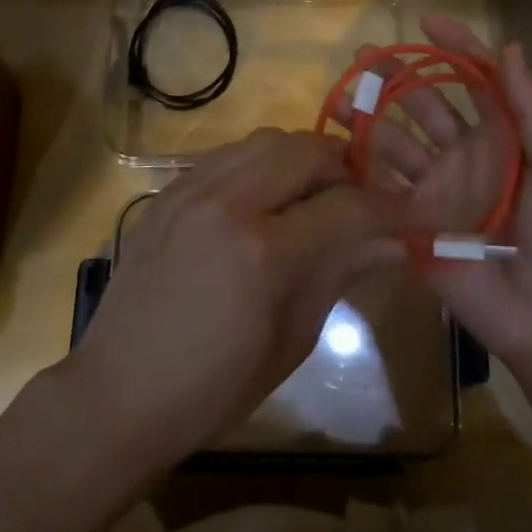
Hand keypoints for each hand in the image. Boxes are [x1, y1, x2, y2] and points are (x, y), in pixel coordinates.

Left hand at [64, 129, 405, 474]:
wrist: (119, 391)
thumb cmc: (215, 386)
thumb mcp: (292, 337)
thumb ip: (342, 271)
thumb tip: (396, 241)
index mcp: (262, 251)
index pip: (347, 207)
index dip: (389, 208)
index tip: (412, 213)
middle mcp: (227, 202)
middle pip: (307, 150)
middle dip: (345, 169)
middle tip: (359, 200)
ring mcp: (191, 189)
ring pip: (267, 140)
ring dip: (302, 159)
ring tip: (313, 194)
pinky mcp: (168, 190)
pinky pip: (228, 154)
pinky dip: (260, 164)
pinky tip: (264, 198)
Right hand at [354, 16, 531, 394]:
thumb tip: (507, 47)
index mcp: (503, 135)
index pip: (475, 79)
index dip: (455, 47)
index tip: (426, 21)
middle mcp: (465, 153)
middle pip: (424, 103)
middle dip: (396, 75)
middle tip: (363, 55)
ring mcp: (436, 186)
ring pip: (396, 140)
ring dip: (370, 116)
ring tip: (342, 97)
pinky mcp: (412, 220)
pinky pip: (382, 185)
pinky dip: (360, 165)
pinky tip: (337, 146)